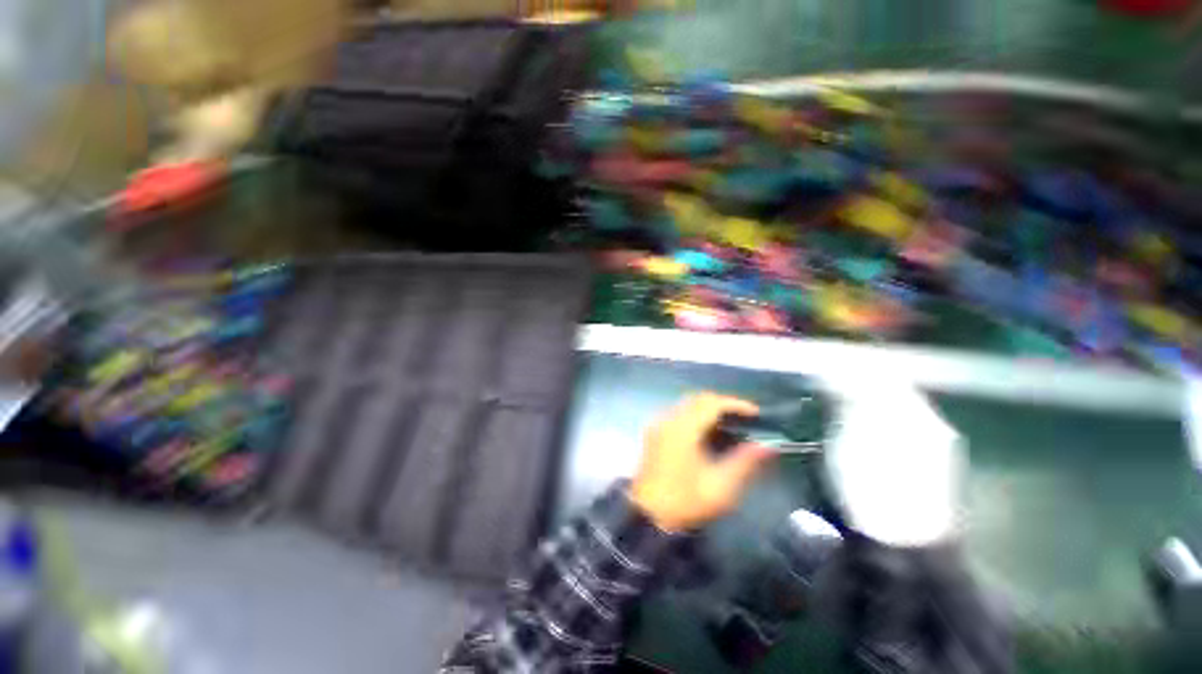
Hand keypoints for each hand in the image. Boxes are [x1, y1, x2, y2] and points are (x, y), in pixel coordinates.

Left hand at [630, 393, 774, 531]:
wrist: (647, 514)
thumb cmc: (685, 501)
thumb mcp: (720, 487)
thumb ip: (745, 462)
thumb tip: (767, 446)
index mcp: (684, 429)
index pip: (712, 403)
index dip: (736, 404)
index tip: (756, 414)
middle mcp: (669, 419)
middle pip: (698, 399)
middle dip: (723, 404)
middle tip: (744, 419)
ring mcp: (658, 424)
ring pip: (687, 404)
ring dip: (708, 409)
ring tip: (729, 425)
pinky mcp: (654, 432)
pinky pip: (678, 413)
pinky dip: (695, 415)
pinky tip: (706, 433)